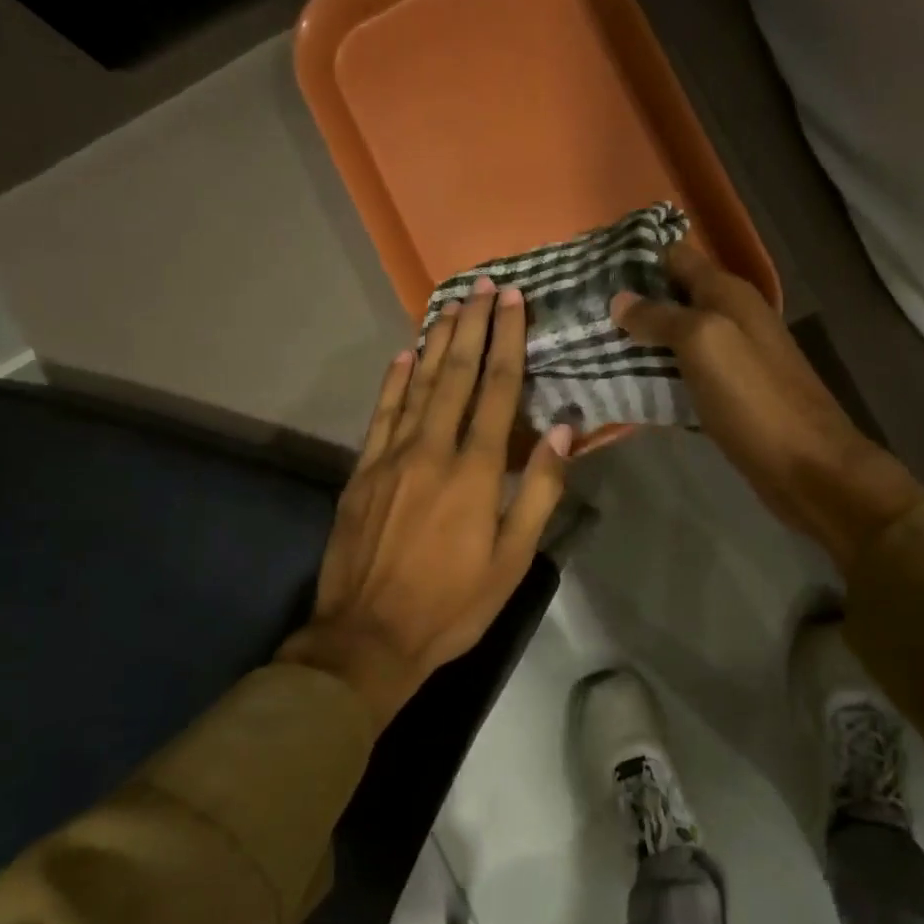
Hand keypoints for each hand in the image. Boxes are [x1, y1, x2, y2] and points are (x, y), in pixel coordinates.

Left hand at [281, 277, 572, 726]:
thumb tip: (561, 431)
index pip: (497, 391)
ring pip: (417, 386)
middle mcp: (432, 451)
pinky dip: (393, 381)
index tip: (513, 302)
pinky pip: (381, 414)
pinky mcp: (362, 472)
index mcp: (475, 472)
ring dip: (436, 342)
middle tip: (483, 286)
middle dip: (472, 327)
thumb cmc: (453, 604)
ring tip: (450, 305)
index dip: (507, 342)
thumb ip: (538, 491)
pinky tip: (403, 356)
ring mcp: (391, 458)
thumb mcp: (512, 559)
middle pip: (456, 376)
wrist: (368, 637)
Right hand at [611, 241, 923, 569]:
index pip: (676, 256)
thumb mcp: (704, 344)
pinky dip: (655, 374)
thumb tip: (619, 299)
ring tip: (590, 346)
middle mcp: (732, 316)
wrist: (807, 466)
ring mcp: (732, 356)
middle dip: (631, 302)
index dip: (636, 258)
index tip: (588, 269)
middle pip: (673, 296)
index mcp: (728, 293)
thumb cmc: (754, 399)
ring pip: (676, 336)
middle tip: (580, 314)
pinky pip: (683, 372)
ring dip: (640, 340)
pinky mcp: (728, 393)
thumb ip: (661, 317)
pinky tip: (623, 383)